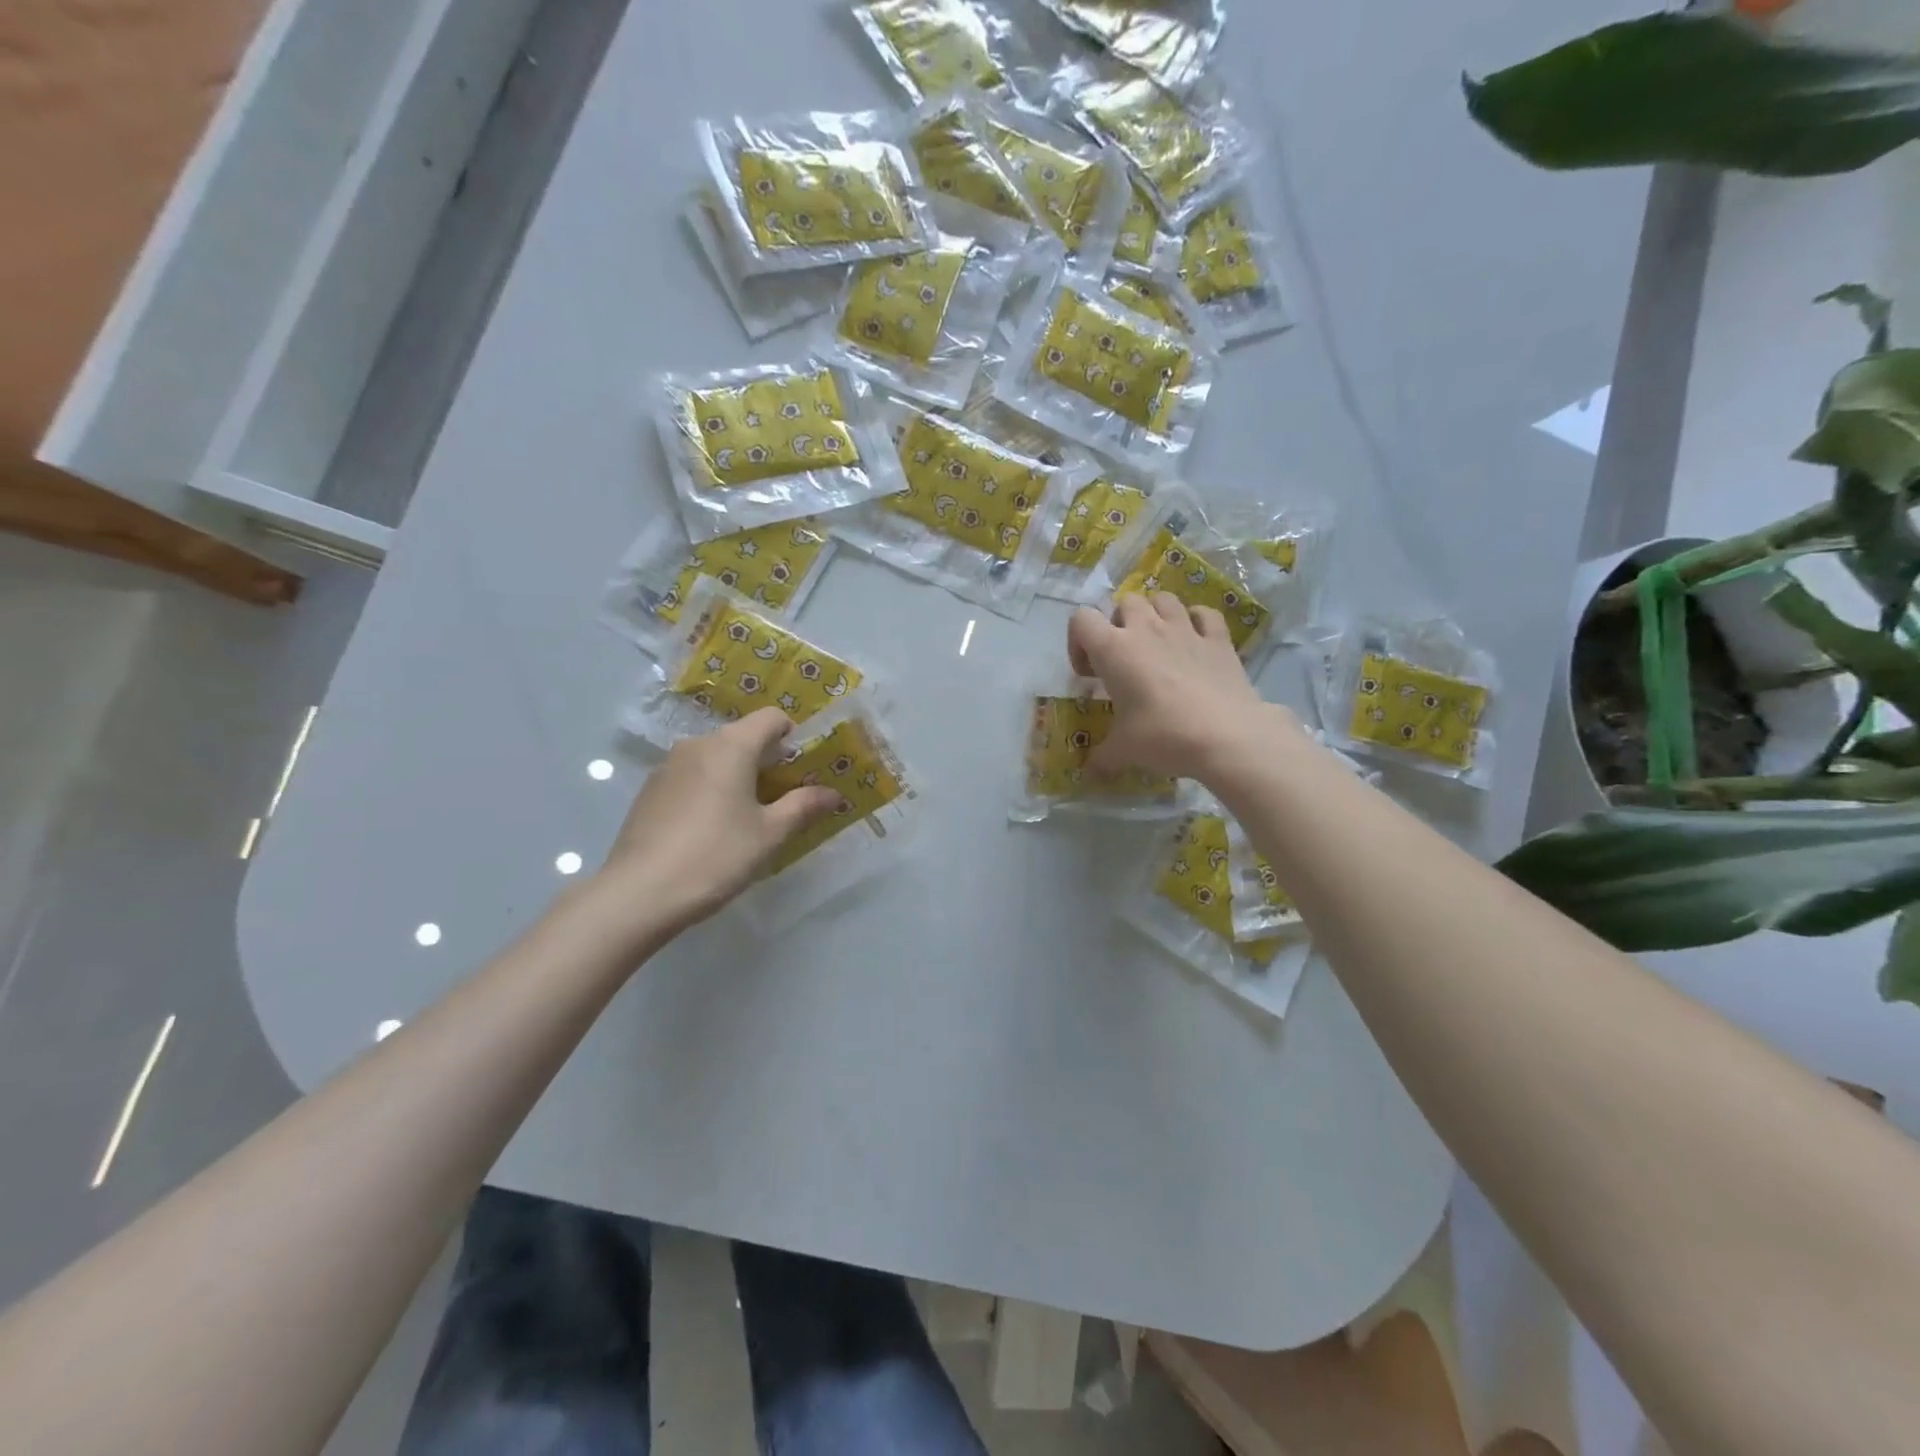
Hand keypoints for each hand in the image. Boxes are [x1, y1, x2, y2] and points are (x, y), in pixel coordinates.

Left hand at [587, 709, 841, 941]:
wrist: (639, 893)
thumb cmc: (716, 855)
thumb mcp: (770, 834)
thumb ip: (803, 806)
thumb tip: (833, 794)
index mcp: (731, 746)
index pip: (771, 718)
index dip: (793, 737)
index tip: (802, 770)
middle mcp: (697, 745)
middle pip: (743, 737)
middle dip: (767, 761)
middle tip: (782, 800)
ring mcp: (668, 766)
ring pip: (715, 758)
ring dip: (737, 776)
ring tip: (746, 818)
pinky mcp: (650, 791)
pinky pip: (692, 777)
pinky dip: (710, 790)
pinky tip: (710, 830)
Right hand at [1068, 594, 1300, 781]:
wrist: (1227, 737)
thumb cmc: (1163, 736)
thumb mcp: (1123, 750)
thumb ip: (1103, 755)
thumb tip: (1091, 769)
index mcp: (1114, 649)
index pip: (1082, 619)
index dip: (1079, 643)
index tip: (1090, 675)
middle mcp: (1147, 629)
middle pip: (1125, 603)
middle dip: (1119, 625)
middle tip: (1124, 660)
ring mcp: (1185, 629)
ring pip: (1163, 599)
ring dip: (1155, 614)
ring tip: (1157, 644)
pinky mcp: (1219, 639)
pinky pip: (1204, 613)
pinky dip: (1196, 621)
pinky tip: (1195, 642)